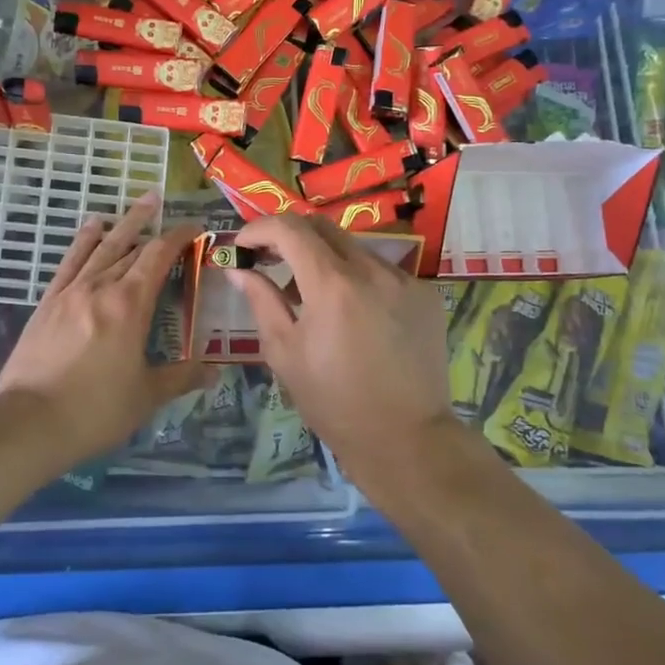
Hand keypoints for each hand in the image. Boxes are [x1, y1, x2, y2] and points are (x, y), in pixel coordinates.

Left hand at [0, 190, 212, 458]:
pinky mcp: (47, 304)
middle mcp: (100, 288)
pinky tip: (91, 227)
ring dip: (122, 224)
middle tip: (166, 207)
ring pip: (101, 248)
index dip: (178, 238)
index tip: (194, 227)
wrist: (27, 422)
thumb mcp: (146, 397)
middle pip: (131, 247)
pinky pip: (69, 262)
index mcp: (129, 305)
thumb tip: (215, 370)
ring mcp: (70, 292)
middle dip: (153, 227)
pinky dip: (83, 241)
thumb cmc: (94, 410)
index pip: (158, 257)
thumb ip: (181, 377)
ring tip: (140, 203)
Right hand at [231, 214, 455, 473]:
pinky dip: (358, 278)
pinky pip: (382, 270)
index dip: (259, 228)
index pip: (290, 229)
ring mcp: (404, 280)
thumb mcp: (284, 353)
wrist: (406, 438)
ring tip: (311, 293)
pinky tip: (353, 312)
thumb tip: (238, 270)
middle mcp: (372, 270)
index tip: (242, 245)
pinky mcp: (426, 294)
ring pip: (354, 247)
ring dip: (325, 257)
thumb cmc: (334, 402)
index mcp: (332, 285)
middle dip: (290, 235)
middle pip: (323, 226)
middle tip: (270, 259)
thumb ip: (261, 301)